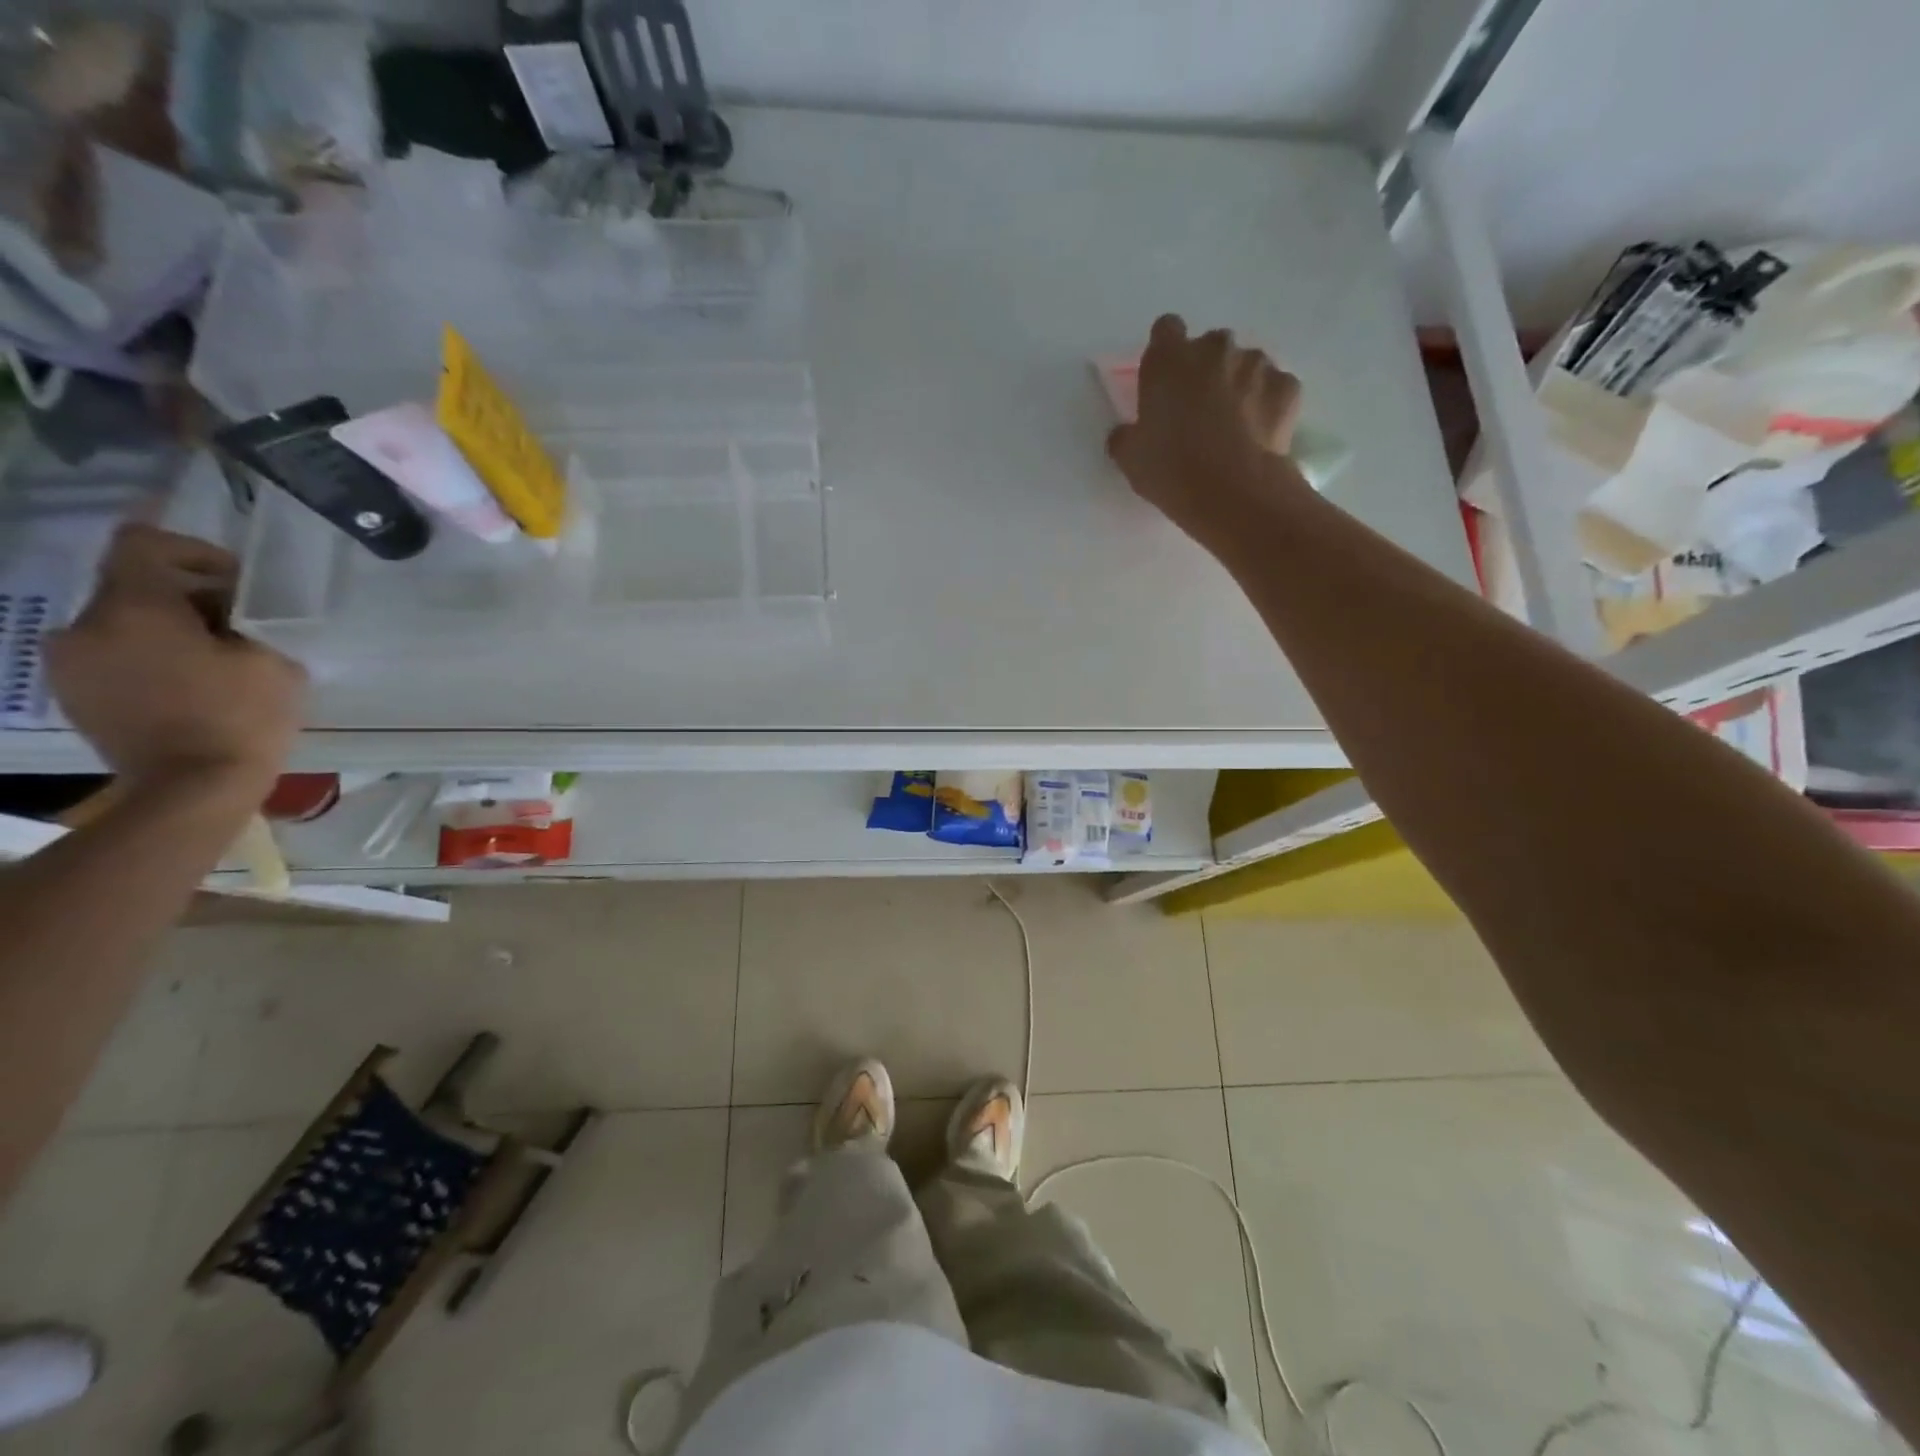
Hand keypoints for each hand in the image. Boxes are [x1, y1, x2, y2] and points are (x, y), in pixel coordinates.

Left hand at [47, 525, 306, 797]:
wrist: (193, 789)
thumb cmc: (242, 717)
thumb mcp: (272, 660)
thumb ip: (245, 624)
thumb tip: (226, 615)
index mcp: (133, 609)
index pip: (143, 543)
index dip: (192, 549)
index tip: (235, 579)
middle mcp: (84, 625)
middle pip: (132, 585)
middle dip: (186, 596)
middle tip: (238, 625)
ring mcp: (69, 662)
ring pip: (121, 622)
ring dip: (166, 628)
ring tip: (214, 658)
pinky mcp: (72, 693)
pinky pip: (110, 654)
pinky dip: (147, 656)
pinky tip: (187, 684)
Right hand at [1106, 314, 1311, 552]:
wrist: (1233, 492)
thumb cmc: (1171, 470)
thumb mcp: (1130, 458)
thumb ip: (1125, 435)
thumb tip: (1126, 432)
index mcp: (1169, 360)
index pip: (1166, 330)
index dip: (1165, 353)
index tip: (1165, 381)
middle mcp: (1214, 349)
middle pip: (1209, 347)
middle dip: (1205, 370)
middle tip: (1198, 411)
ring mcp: (1256, 364)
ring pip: (1245, 365)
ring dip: (1238, 384)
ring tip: (1233, 426)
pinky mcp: (1287, 386)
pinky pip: (1274, 388)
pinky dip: (1267, 404)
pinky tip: (1258, 434)